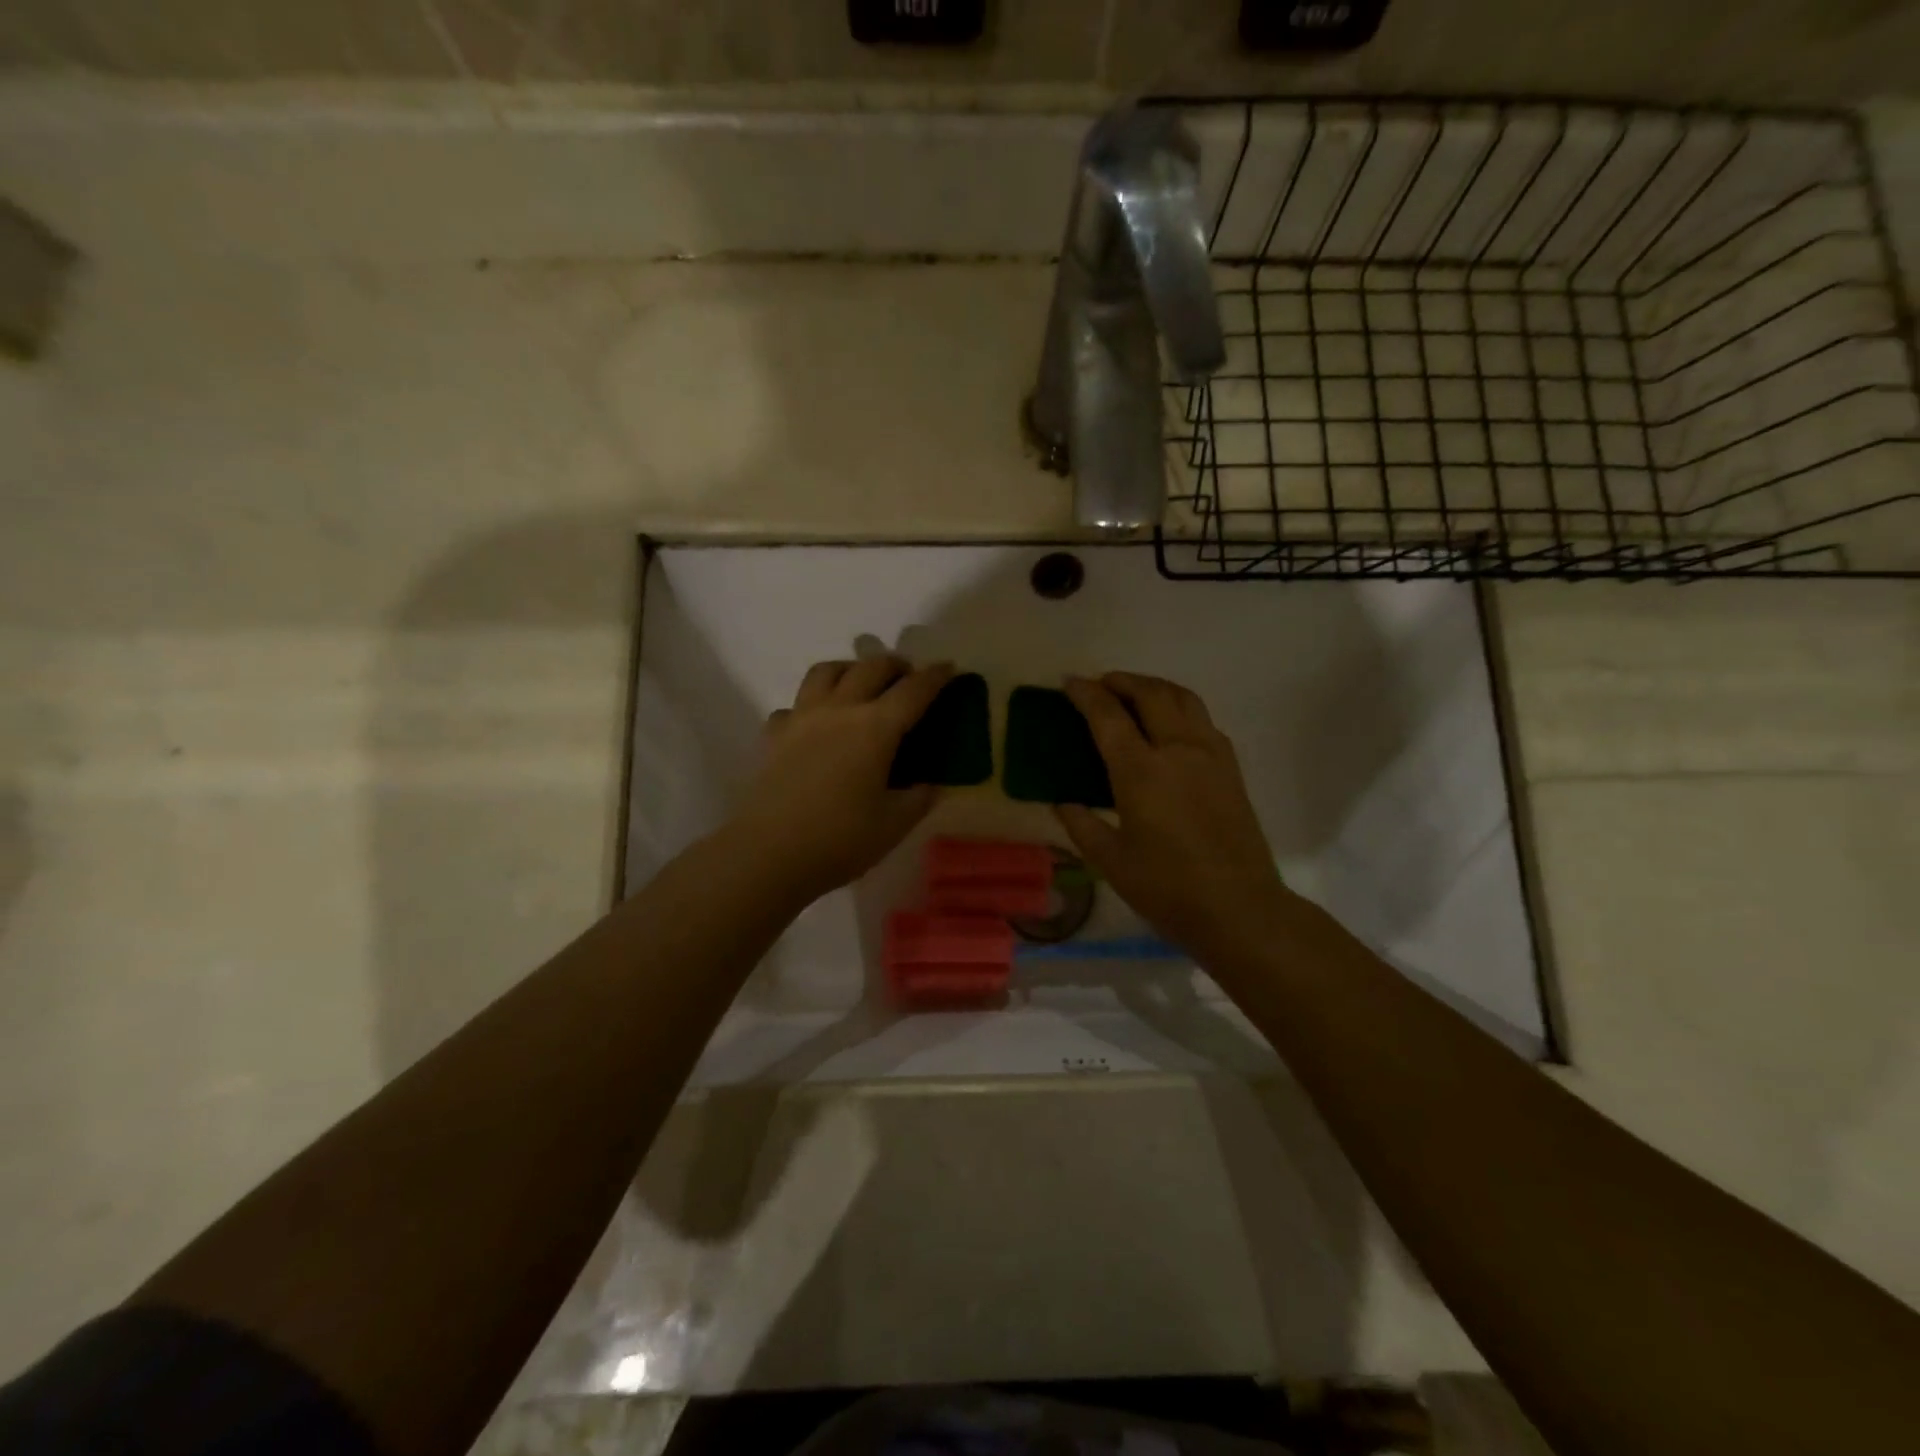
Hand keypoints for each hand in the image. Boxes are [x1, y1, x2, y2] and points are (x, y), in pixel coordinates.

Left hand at [730, 656, 953, 902]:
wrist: (769, 854)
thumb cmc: (840, 840)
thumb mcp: (894, 824)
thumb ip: (918, 799)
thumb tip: (930, 784)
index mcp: (876, 728)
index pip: (914, 690)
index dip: (936, 676)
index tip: (949, 668)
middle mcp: (839, 710)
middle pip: (871, 667)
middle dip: (895, 665)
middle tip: (908, 677)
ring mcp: (802, 718)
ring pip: (826, 671)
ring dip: (850, 669)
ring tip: (860, 684)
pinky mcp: (774, 735)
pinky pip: (794, 705)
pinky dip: (810, 705)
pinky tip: (816, 724)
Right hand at [1055, 672, 1294, 976]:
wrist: (1240, 908)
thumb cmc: (1167, 888)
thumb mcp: (1111, 861)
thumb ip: (1082, 825)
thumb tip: (1062, 802)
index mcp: (1142, 772)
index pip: (1109, 716)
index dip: (1086, 694)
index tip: (1069, 683)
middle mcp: (1178, 750)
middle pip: (1150, 693)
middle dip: (1121, 681)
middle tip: (1100, 684)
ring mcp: (1210, 755)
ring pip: (1183, 698)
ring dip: (1154, 686)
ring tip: (1134, 693)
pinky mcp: (1231, 767)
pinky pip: (1202, 719)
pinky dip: (1179, 707)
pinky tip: (1169, 725)